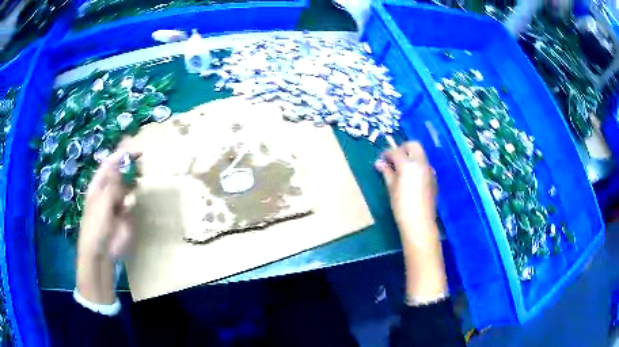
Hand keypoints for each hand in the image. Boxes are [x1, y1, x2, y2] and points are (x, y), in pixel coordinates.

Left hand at [79, 150, 139, 258]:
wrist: (101, 252)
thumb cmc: (96, 225)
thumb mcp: (103, 202)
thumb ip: (113, 184)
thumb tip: (122, 166)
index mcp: (99, 185)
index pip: (110, 164)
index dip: (122, 156)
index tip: (137, 153)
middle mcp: (107, 190)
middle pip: (119, 173)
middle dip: (129, 167)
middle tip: (141, 165)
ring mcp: (116, 202)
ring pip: (126, 186)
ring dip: (133, 180)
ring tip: (141, 177)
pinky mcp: (124, 215)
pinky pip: (130, 201)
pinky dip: (133, 198)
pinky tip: (133, 200)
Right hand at [375, 142, 446, 302]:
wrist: (420, 223)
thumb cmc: (402, 206)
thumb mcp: (392, 188)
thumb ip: (387, 172)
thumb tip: (379, 163)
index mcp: (409, 165)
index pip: (396, 151)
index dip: (386, 154)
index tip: (381, 160)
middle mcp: (421, 163)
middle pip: (413, 145)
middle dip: (402, 148)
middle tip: (393, 159)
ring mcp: (430, 170)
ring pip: (421, 154)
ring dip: (411, 156)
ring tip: (401, 169)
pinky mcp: (434, 178)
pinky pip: (425, 165)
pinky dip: (417, 165)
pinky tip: (411, 178)